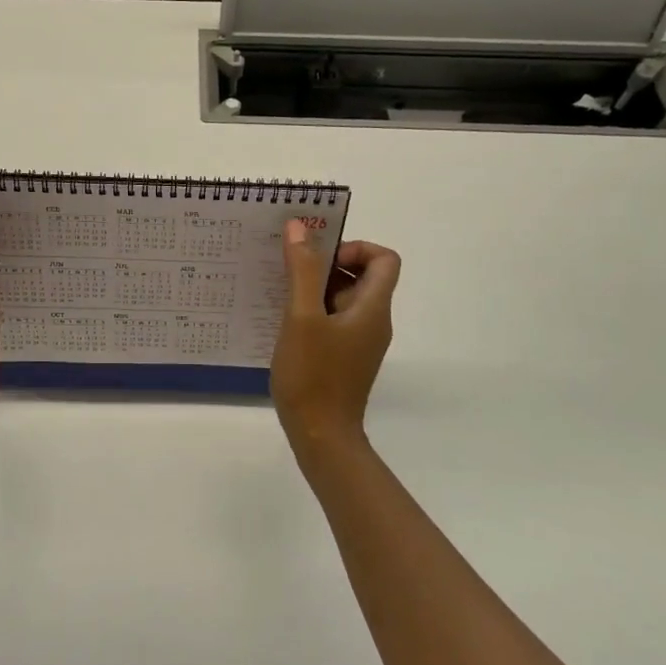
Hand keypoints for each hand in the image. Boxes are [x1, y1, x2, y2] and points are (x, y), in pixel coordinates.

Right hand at [270, 221, 400, 458]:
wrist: (320, 437)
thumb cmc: (313, 375)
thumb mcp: (302, 317)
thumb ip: (302, 271)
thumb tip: (300, 227)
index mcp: (373, 308)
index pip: (384, 259)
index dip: (355, 248)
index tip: (319, 259)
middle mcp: (373, 322)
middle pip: (362, 276)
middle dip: (327, 266)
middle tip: (290, 272)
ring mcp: (359, 342)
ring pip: (344, 299)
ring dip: (315, 289)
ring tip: (280, 295)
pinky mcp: (344, 357)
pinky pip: (333, 321)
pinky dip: (312, 312)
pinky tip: (283, 323)